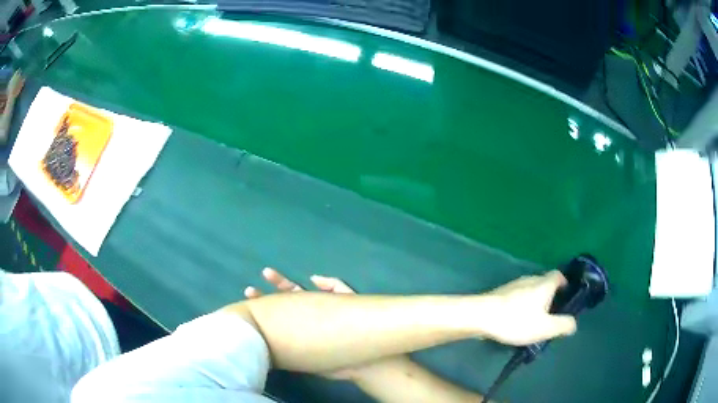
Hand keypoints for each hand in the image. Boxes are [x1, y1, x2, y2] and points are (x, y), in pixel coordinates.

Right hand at [244, 268, 359, 379]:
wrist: (364, 358)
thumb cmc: (358, 326)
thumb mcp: (349, 298)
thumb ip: (334, 286)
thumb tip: (313, 277)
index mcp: (315, 304)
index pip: (294, 291)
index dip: (280, 282)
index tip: (265, 273)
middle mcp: (306, 318)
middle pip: (282, 306)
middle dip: (266, 298)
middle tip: (249, 291)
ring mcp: (303, 335)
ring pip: (280, 323)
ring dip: (265, 316)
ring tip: (249, 308)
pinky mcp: (303, 351)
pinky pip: (286, 343)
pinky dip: (273, 339)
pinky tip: (261, 337)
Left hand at [476, 270, 576, 345]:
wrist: (481, 316)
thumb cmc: (516, 321)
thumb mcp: (544, 327)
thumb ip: (562, 325)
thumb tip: (574, 323)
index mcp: (544, 284)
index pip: (559, 275)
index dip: (565, 283)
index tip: (566, 296)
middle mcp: (530, 279)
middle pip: (545, 282)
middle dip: (550, 295)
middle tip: (552, 312)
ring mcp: (513, 284)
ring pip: (530, 289)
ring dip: (535, 300)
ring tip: (535, 318)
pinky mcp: (500, 293)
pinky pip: (517, 296)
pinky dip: (521, 304)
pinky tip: (517, 319)